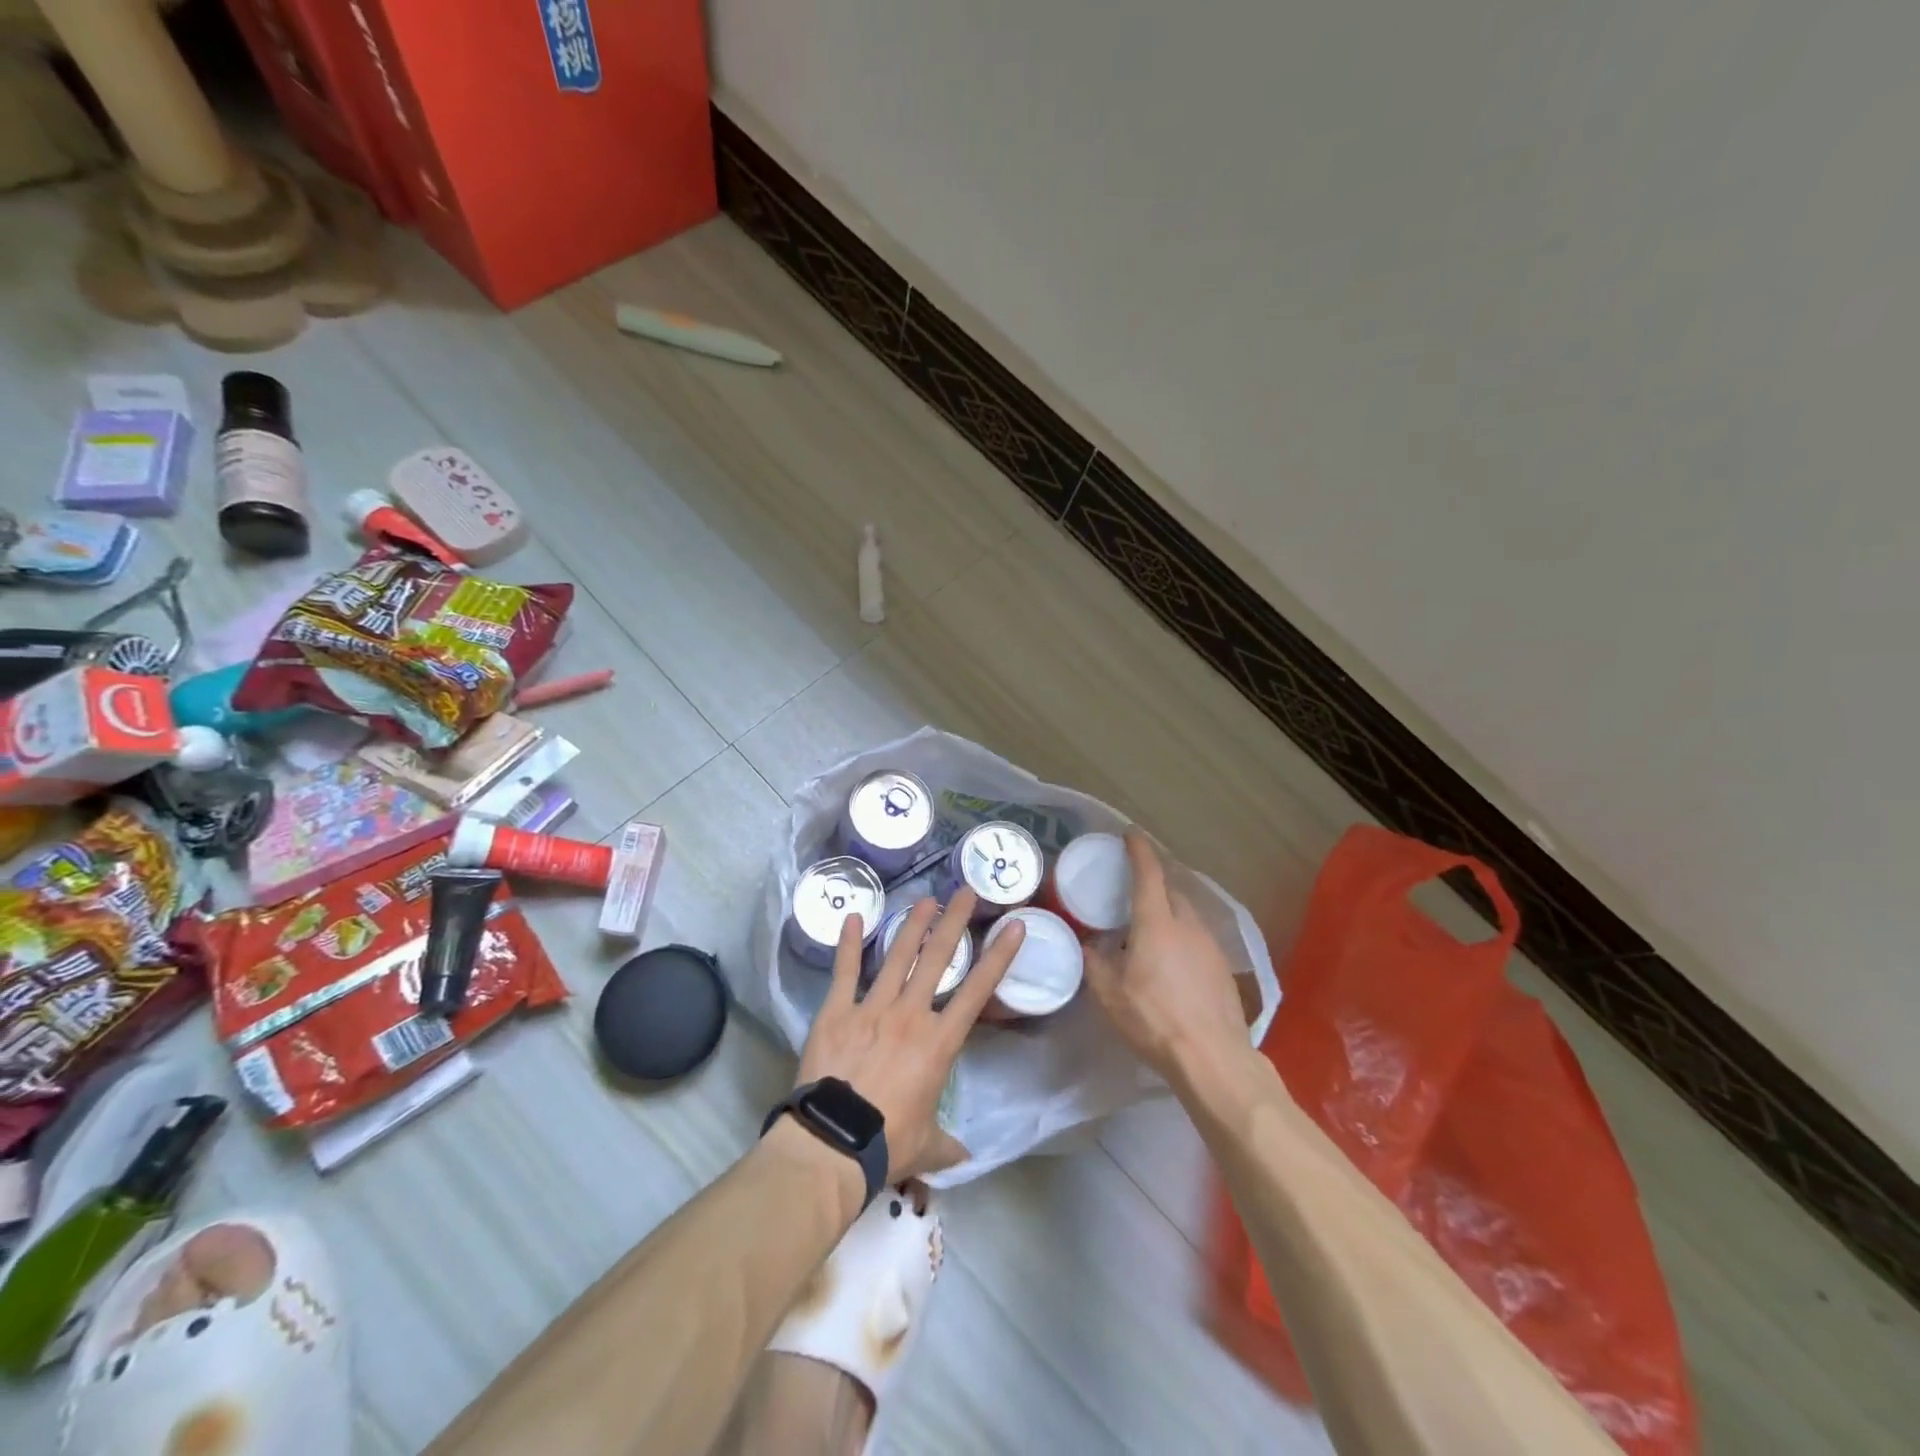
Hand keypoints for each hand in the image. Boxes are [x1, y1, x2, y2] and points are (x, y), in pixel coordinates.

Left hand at [794, 889, 1024, 1181]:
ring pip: (896, 957)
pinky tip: (851, 918)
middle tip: (965, 892)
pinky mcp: (837, 1011)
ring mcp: (871, 1007)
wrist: (833, 1144)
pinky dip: (847, 944)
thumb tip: (965, 1157)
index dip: (999, 956)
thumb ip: (948, 1144)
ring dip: (912, 926)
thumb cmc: (888, 1144)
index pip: (977, 991)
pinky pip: (844, 972)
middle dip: (953, 922)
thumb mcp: (927, 1147)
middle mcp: (909, 1014)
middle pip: (937, 959)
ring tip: (925, 900)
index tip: (1014, 925)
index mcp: (938, 1042)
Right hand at [1084, 830, 1249, 1083]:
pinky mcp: (1223, 967)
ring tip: (1149, 926)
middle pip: (1170, 890)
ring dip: (1168, 910)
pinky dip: (1182, 935)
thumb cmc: (1154, 1019)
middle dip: (1153, 882)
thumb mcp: (1109, 994)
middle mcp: (1187, 925)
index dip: (1138, 850)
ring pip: (1187, 914)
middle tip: (1132, 888)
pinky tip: (1171, 959)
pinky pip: (1197, 937)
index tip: (1130, 834)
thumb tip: (1089, 946)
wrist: (1212, 1057)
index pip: (1148, 873)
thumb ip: (1095, 963)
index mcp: (1157, 922)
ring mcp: (1210, 945)